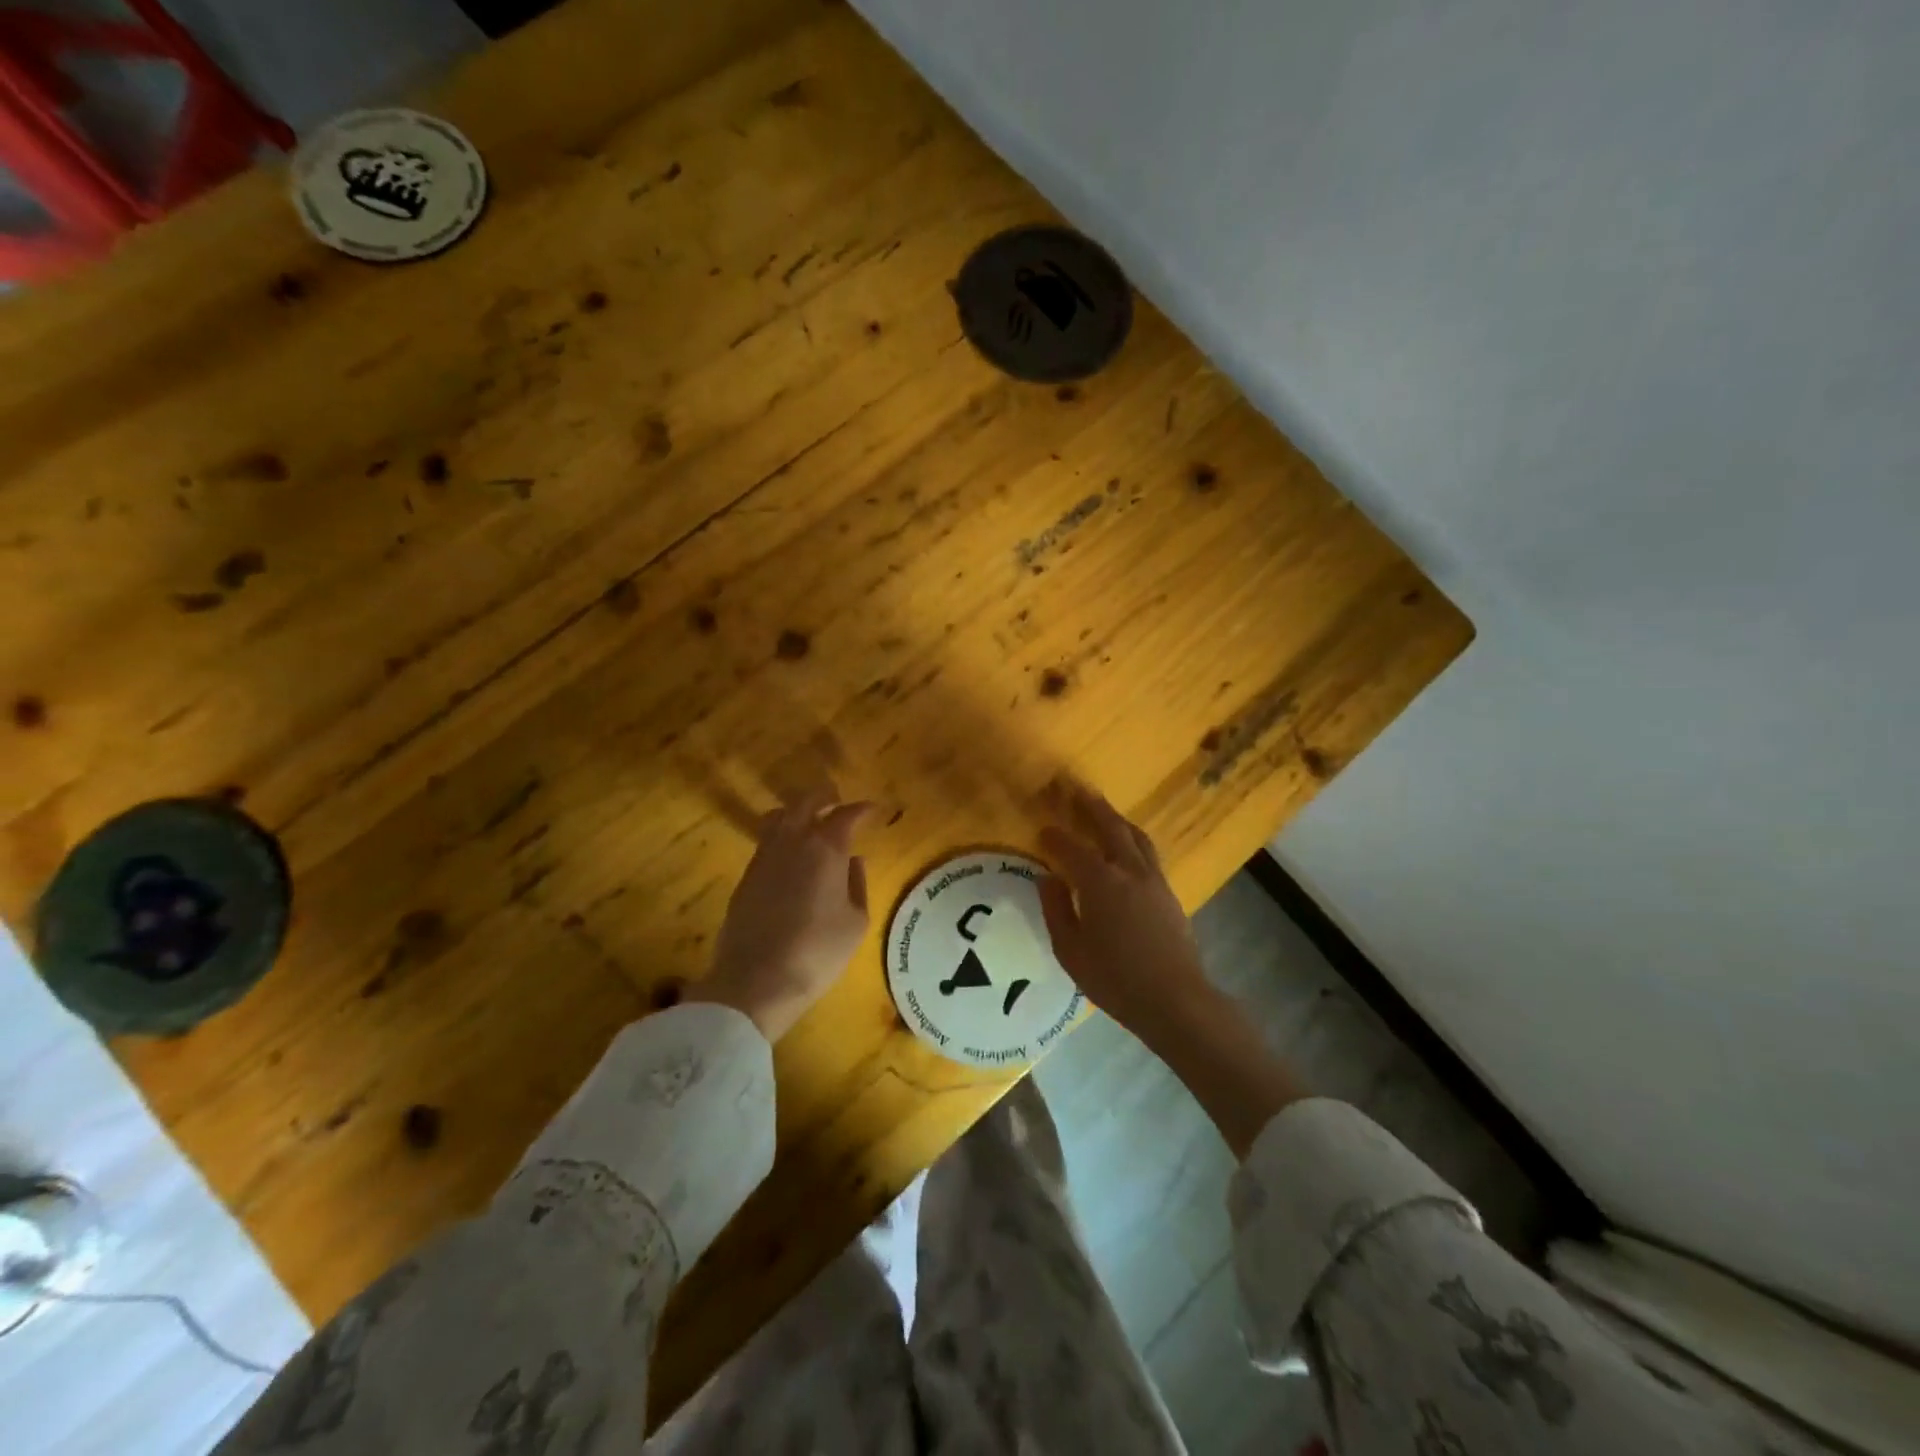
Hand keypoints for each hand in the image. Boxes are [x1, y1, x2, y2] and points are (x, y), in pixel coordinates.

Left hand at [690, 783, 872, 1041]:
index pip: (846, 814)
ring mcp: (764, 857)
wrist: (754, 981)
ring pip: (779, 816)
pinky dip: (781, 835)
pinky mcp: (746, 876)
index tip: (873, 810)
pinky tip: (790, 854)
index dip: (862, 809)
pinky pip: (766, 840)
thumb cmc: (817, 952)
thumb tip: (854, 860)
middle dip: (825, 796)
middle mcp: (792, 841)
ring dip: (798, 812)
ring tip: (810, 821)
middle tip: (838, 800)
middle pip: (806, 802)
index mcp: (826, 849)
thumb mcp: (855, 922)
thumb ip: (857, 884)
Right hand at [1038, 782, 1304, 1156]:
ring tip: (1102, 808)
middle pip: (1109, 827)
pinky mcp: (1168, 892)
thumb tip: (1048, 878)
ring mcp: (1153, 879)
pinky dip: (1131, 838)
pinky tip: (1126, 844)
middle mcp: (1129, 871)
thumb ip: (1057, 910)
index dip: (1054, 836)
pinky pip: (1147, 852)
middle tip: (1074, 789)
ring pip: (1134, 835)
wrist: (1175, 999)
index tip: (1042, 829)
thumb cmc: (1115, 980)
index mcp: (1100, 883)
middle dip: (1090, 806)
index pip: (1072, 848)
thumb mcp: (1071, 951)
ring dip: (1116, 817)